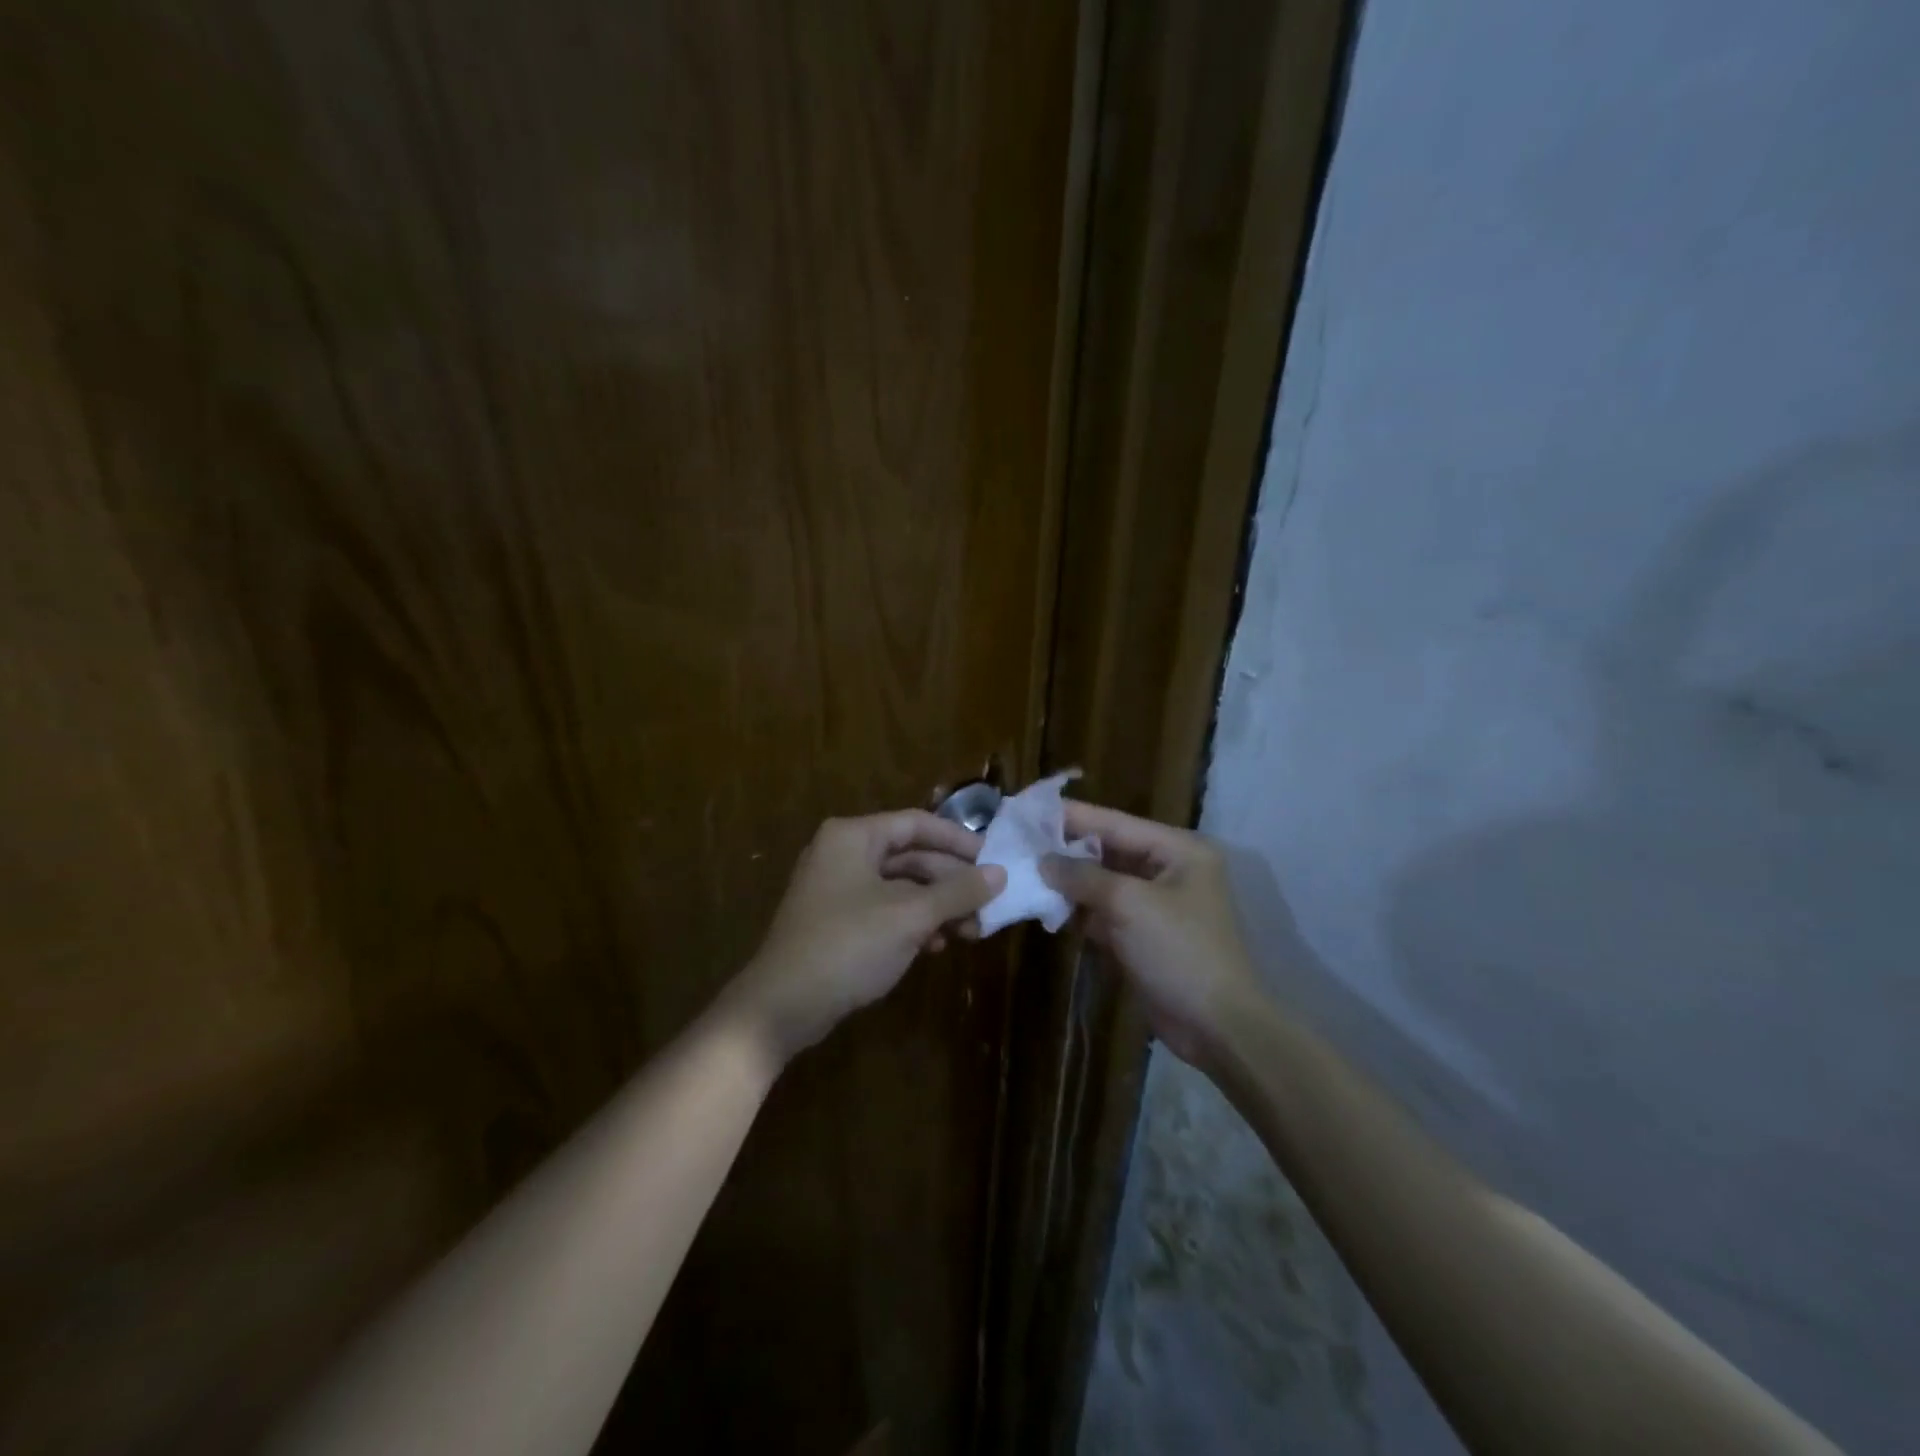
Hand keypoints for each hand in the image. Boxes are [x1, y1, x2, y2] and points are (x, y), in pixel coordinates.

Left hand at [723, 811, 1006, 1065]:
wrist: (782, 1006)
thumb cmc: (848, 945)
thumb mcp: (910, 916)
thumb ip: (957, 891)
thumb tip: (1000, 873)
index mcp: (854, 837)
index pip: (917, 824)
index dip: (958, 840)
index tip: (994, 860)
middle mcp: (843, 853)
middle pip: (911, 857)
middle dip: (951, 883)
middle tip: (988, 905)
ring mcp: (837, 888)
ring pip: (900, 887)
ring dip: (937, 907)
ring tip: (971, 931)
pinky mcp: (836, 921)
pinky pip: (885, 910)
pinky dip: (913, 923)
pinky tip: (936, 945)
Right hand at [1041, 802, 1261, 1065]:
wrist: (1217, 1028)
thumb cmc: (1179, 951)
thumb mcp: (1129, 904)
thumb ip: (1084, 876)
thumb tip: (1044, 861)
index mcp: (1178, 850)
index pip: (1115, 822)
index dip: (1072, 816)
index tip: (1029, 810)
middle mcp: (1169, 870)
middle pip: (1108, 850)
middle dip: (1066, 850)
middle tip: (1019, 842)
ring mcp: (1156, 905)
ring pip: (1103, 883)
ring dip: (1068, 882)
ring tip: (1023, 871)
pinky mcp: (1143, 936)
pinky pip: (1105, 912)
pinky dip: (1079, 910)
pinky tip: (1045, 905)